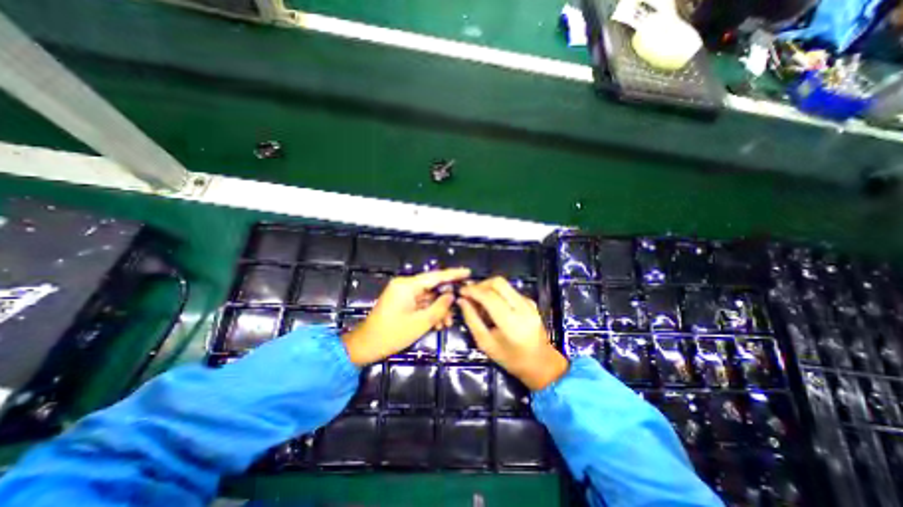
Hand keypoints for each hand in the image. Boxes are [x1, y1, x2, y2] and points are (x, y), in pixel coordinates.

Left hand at [345, 269, 473, 363]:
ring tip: (446, 323)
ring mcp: (402, 293)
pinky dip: (429, 311)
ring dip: (438, 309)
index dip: (453, 274)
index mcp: (407, 286)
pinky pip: (420, 302)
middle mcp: (405, 285)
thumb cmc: (392, 334)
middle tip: (459, 308)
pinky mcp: (401, 301)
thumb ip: (439, 307)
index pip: (435, 276)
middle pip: (432, 287)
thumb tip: (451, 295)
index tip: (467, 272)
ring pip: (427, 297)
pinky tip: (437, 324)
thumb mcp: (420, 323)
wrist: (366, 346)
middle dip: (445, 300)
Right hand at [461, 279, 566, 390]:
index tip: (461, 291)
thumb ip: (472, 320)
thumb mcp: (485, 344)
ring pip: (504, 284)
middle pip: (498, 283)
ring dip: (488, 287)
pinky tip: (492, 305)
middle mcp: (522, 308)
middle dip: (480, 284)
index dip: (472, 290)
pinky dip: (497, 292)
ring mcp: (528, 303)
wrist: (541, 363)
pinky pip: (510, 290)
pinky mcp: (530, 301)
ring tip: (479, 300)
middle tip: (470, 293)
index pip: (489, 296)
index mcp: (511, 322)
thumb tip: (462, 301)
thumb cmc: (511, 359)